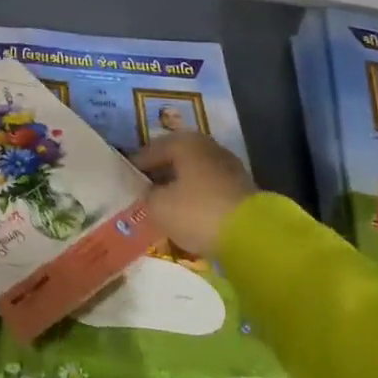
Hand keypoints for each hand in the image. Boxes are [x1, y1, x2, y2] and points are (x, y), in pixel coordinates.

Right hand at [133, 134, 254, 257]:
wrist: (253, 236)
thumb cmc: (197, 211)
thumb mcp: (158, 206)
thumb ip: (147, 195)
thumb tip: (150, 193)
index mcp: (184, 142)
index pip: (150, 151)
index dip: (134, 168)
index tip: (123, 182)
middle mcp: (207, 147)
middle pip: (174, 160)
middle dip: (159, 176)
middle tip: (142, 193)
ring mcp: (228, 167)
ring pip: (193, 175)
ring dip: (178, 187)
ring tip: (163, 206)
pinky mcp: (242, 189)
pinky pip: (208, 190)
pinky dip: (196, 198)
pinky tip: (187, 213)